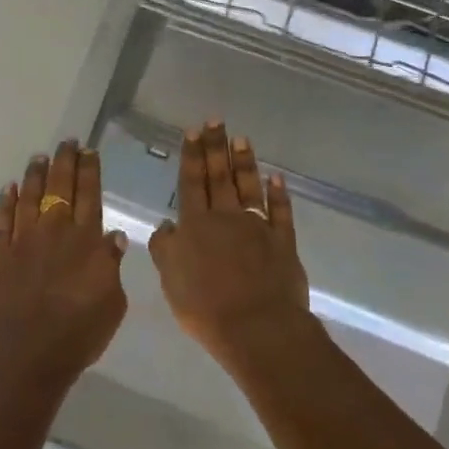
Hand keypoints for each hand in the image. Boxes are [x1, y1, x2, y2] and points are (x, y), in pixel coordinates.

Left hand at [0, 140, 127, 384]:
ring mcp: (24, 241)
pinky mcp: (0, 255)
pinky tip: (9, 188)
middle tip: (67, 142)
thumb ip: (111, 265)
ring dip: (35, 174)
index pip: (90, 195)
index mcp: (86, 240)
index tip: (89, 151)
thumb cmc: (78, 333)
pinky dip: (6, 202)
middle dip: (64, 161)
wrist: (26, 354)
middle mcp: (55, 231)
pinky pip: (3, 220)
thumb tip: (114, 236)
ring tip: (40, 156)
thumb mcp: (112, 303)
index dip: (90, 170)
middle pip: (60, 187)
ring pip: (29, 196)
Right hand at [149, 123, 310, 365]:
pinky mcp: (283, 242)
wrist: (257, 327)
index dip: (192, 156)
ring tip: (241, 138)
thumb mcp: (171, 280)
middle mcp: (226, 218)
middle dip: (216, 147)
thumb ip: (165, 249)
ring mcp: (258, 227)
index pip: (192, 182)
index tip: (193, 131)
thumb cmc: (206, 307)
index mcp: (196, 225)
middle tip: (215, 120)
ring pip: (249, 187)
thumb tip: (166, 226)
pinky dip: (279, 194)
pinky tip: (276, 177)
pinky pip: (281, 212)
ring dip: (244, 162)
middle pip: (219, 176)